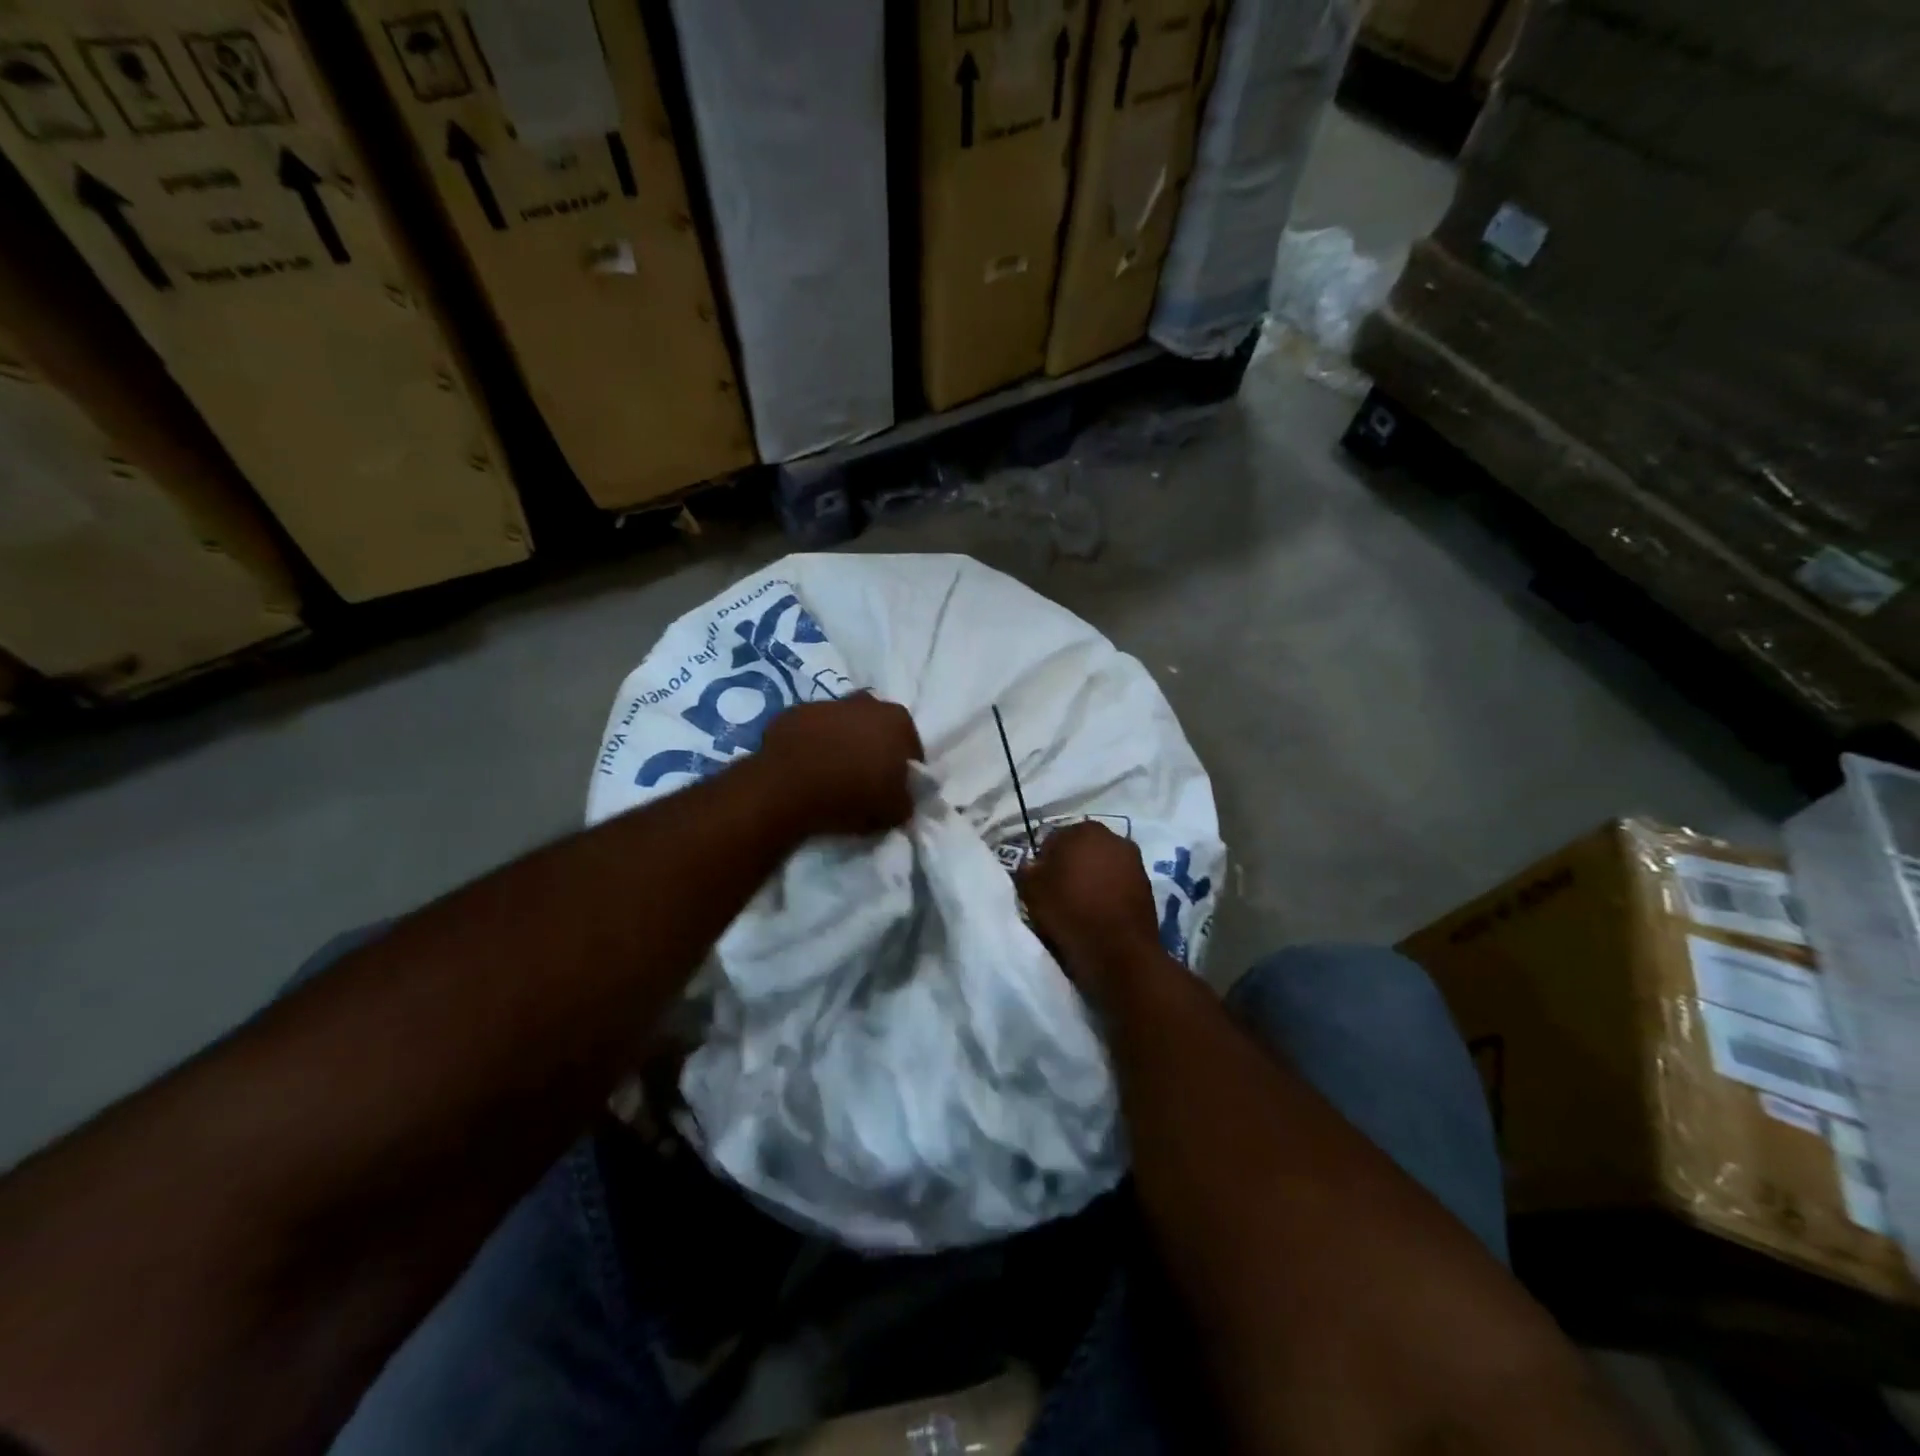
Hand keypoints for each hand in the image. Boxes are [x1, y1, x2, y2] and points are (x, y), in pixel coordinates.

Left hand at [759, 695, 923, 836]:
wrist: (788, 787)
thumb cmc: (851, 794)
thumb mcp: (893, 811)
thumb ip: (905, 801)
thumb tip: (901, 800)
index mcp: (897, 720)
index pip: (910, 747)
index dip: (903, 769)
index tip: (893, 789)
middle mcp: (865, 702)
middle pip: (875, 728)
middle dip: (872, 748)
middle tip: (863, 780)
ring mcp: (826, 703)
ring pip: (841, 725)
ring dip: (840, 743)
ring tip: (830, 775)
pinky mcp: (792, 712)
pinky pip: (809, 731)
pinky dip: (810, 745)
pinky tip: (805, 769)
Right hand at [1017, 822, 1165, 994]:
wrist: (1118, 950)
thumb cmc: (1070, 912)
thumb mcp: (1031, 890)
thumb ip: (1027, 870)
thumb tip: (1034, 865)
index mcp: (1082, 830)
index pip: (1054, 840)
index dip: (1044, 861)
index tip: (1040, 882)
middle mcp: (1112, 836)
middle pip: (1081, 848)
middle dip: (1071, 864)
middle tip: (1059, 891)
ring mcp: (1134, 859)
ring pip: (1102, 864)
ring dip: (1092, 876)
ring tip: (1081, 902)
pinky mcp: (1147, 883)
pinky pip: (1118, 881)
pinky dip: (1109, 890)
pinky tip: (1100, 909)